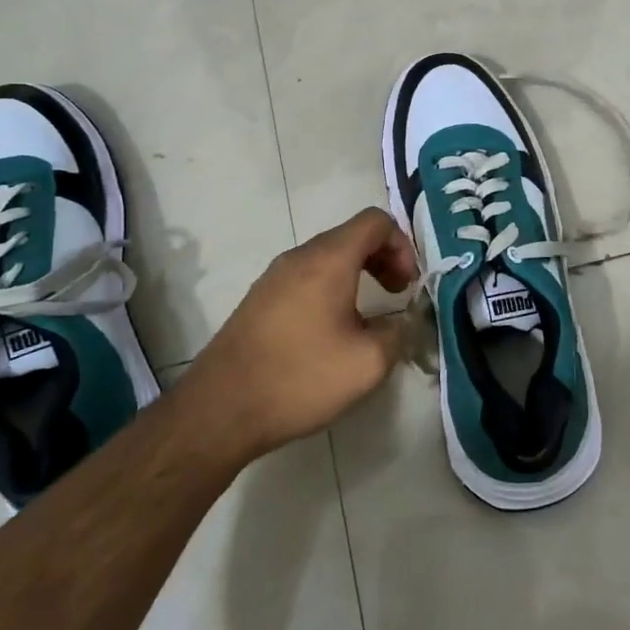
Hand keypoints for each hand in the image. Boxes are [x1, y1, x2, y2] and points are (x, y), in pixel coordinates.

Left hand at [181, 207, 416, 458]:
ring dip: (357, 275)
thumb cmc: (300, 378)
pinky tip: (332, 331)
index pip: (375, 221)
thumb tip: (401, 322)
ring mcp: (274, 277)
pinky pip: (305, 278)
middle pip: (351, 236)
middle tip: (397, 295)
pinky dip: (331, 289)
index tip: (408, 286)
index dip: (402, 246)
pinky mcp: (259, 299)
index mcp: (328, 259)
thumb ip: (398, 333)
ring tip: (367, 318)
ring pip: (327, 257)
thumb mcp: (368, 363)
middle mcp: (299, 256)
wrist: (220, 408)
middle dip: (383, 259)